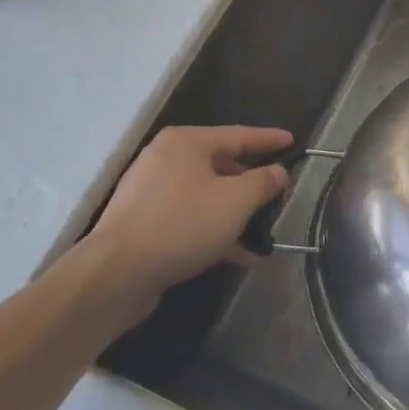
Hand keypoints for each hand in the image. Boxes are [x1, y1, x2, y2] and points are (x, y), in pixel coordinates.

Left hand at [76, 125, 291, 320]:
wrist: (116, 274)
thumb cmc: (182, 224)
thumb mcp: (236, 201)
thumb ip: (264, 182)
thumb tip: (279, 172)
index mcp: (186, 142)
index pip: (239, 134)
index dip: (269, 139)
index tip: (292, 142)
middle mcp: (166, 159)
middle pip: (222, 165)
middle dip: (253, 184)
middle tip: (280, 196)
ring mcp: (152, 192)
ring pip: (207, 195)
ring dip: (237, 214)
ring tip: (263, 233)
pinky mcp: (144, 222)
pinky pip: (190, 218)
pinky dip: (215, 230)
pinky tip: (239, 254)